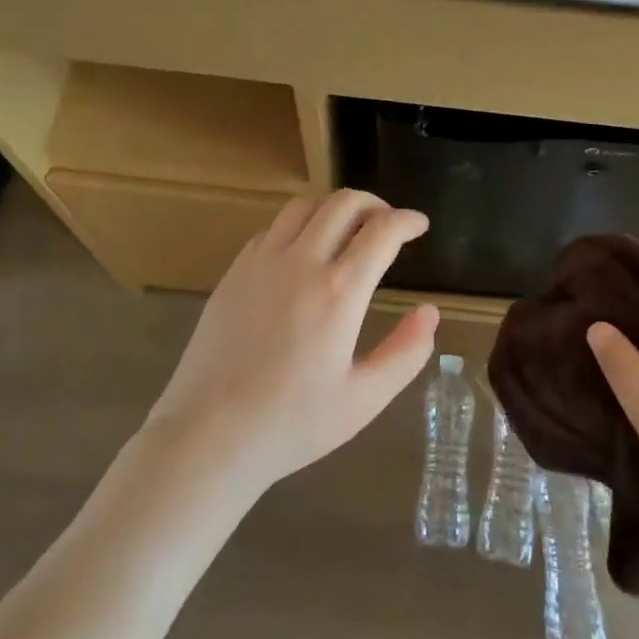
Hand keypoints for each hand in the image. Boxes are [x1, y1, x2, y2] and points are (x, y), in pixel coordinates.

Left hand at [143, 190, 439, 494]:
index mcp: (339, 292)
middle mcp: (301, 263)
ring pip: (304, 206)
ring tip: (348, 231)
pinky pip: (273, 228)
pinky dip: (299, 225)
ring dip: (334, 208)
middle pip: (344, 203)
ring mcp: (261, 262)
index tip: (420, 225)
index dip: (407, 220)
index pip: (382, 231)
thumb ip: (405, 353)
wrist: (208, 435)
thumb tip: (430, 313)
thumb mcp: (363, 400)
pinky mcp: (234, 271)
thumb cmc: (292, 424)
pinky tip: (303, 252)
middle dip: (375, 204)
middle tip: (388, 224)